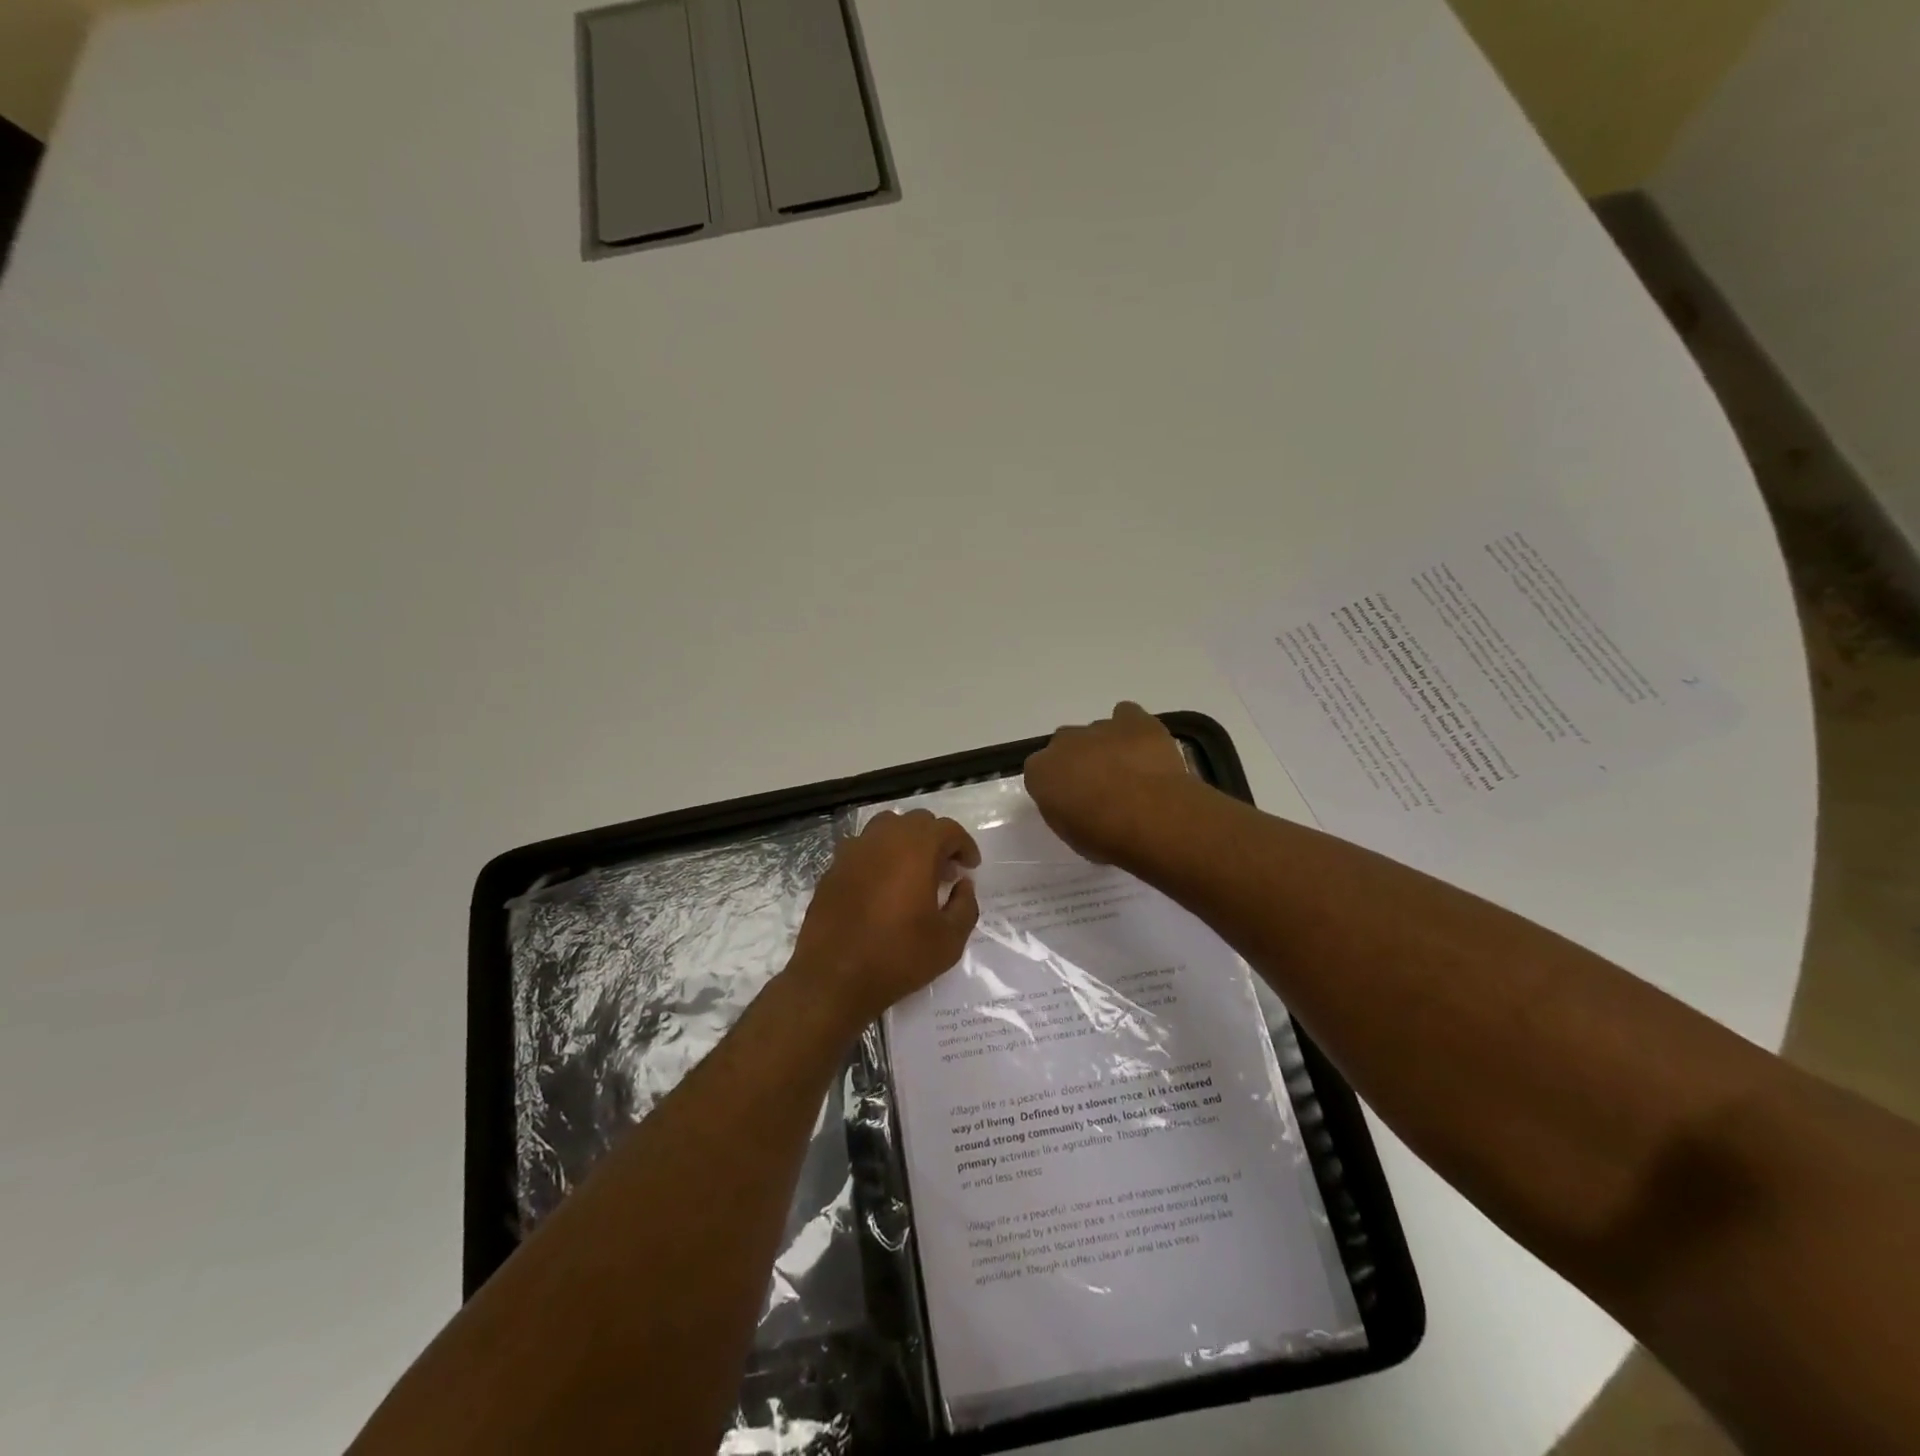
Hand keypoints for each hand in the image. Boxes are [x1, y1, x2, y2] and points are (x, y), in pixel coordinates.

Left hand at [788, 810, 980, 1029]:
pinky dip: (879, 856)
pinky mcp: (833, 868)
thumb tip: (963, 885)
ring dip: (906, 842)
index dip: (964, 845)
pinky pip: (863, 848)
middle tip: (945, 872)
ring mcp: (853, 851)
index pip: (947, 829)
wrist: (832, 978)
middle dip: (936, 841)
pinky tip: (883, 886)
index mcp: (915, 849)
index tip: (970, 868)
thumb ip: (965, 905)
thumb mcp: (949, 940)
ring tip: (913, 873)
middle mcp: (883, 839)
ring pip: (886, 828)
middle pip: (917, 822)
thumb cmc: (897, 957)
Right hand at [1024, 702, 1195, 862]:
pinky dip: (1132, 729)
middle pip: (1066, 746)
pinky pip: (1127, 715)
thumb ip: (1063, 808)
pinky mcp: (1134, 720)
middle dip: (1080, 761)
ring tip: (1132, 774)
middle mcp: (1064, 742)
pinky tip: (1144, 749)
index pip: (1040, 772)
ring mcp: (1099, 727)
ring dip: (1108, 748)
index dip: (1058, 786)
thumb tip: (1073, 800)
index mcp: (1041, 771)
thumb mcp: (1070, 833)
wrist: (1153, 820)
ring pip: (1097, 732)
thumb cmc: (1106, 837)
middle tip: (1102, 787)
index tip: (1073, 802)